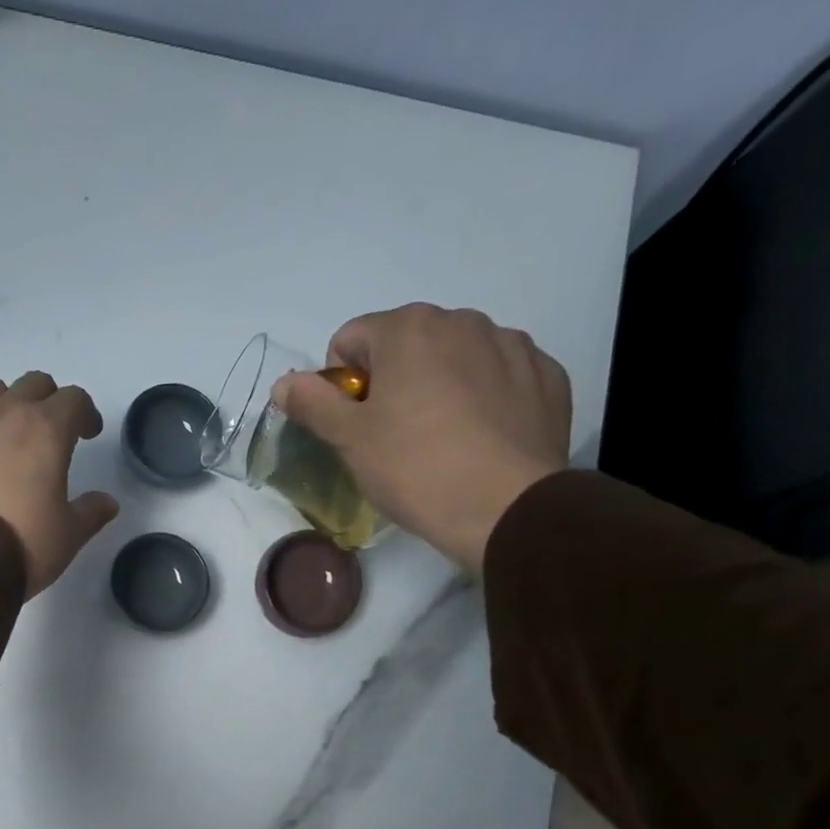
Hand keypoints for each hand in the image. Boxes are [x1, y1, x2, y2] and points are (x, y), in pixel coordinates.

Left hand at [0, 372, 118, 597]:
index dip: (86, 414)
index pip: (74, 399)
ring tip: (9, 437)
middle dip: (48, 402)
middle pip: (33, 385)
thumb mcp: (69, 534)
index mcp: (46, 429)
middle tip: (52, 432)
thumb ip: (91, 512)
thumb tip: (107, 503)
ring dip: (7, 406)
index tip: (88, 434)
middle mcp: (5, 414)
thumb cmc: (23, 542)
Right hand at [272, 303, 571, 572]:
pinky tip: (480, 440)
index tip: (354, 426)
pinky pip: (500, 377)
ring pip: (455, 358)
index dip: (342, 384)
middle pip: (406, 344)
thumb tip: (284, 382)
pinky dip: (485, 399)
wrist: (506, 507)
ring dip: (439, 386)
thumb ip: (313, 404)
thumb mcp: (350, 441)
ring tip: (441, 441)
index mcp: (409, 329)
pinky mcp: (545, 376)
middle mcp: (463, 320)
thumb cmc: (415, 469)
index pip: (350, 339)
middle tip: (393, 438)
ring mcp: (512, 345)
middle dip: (392, 381)